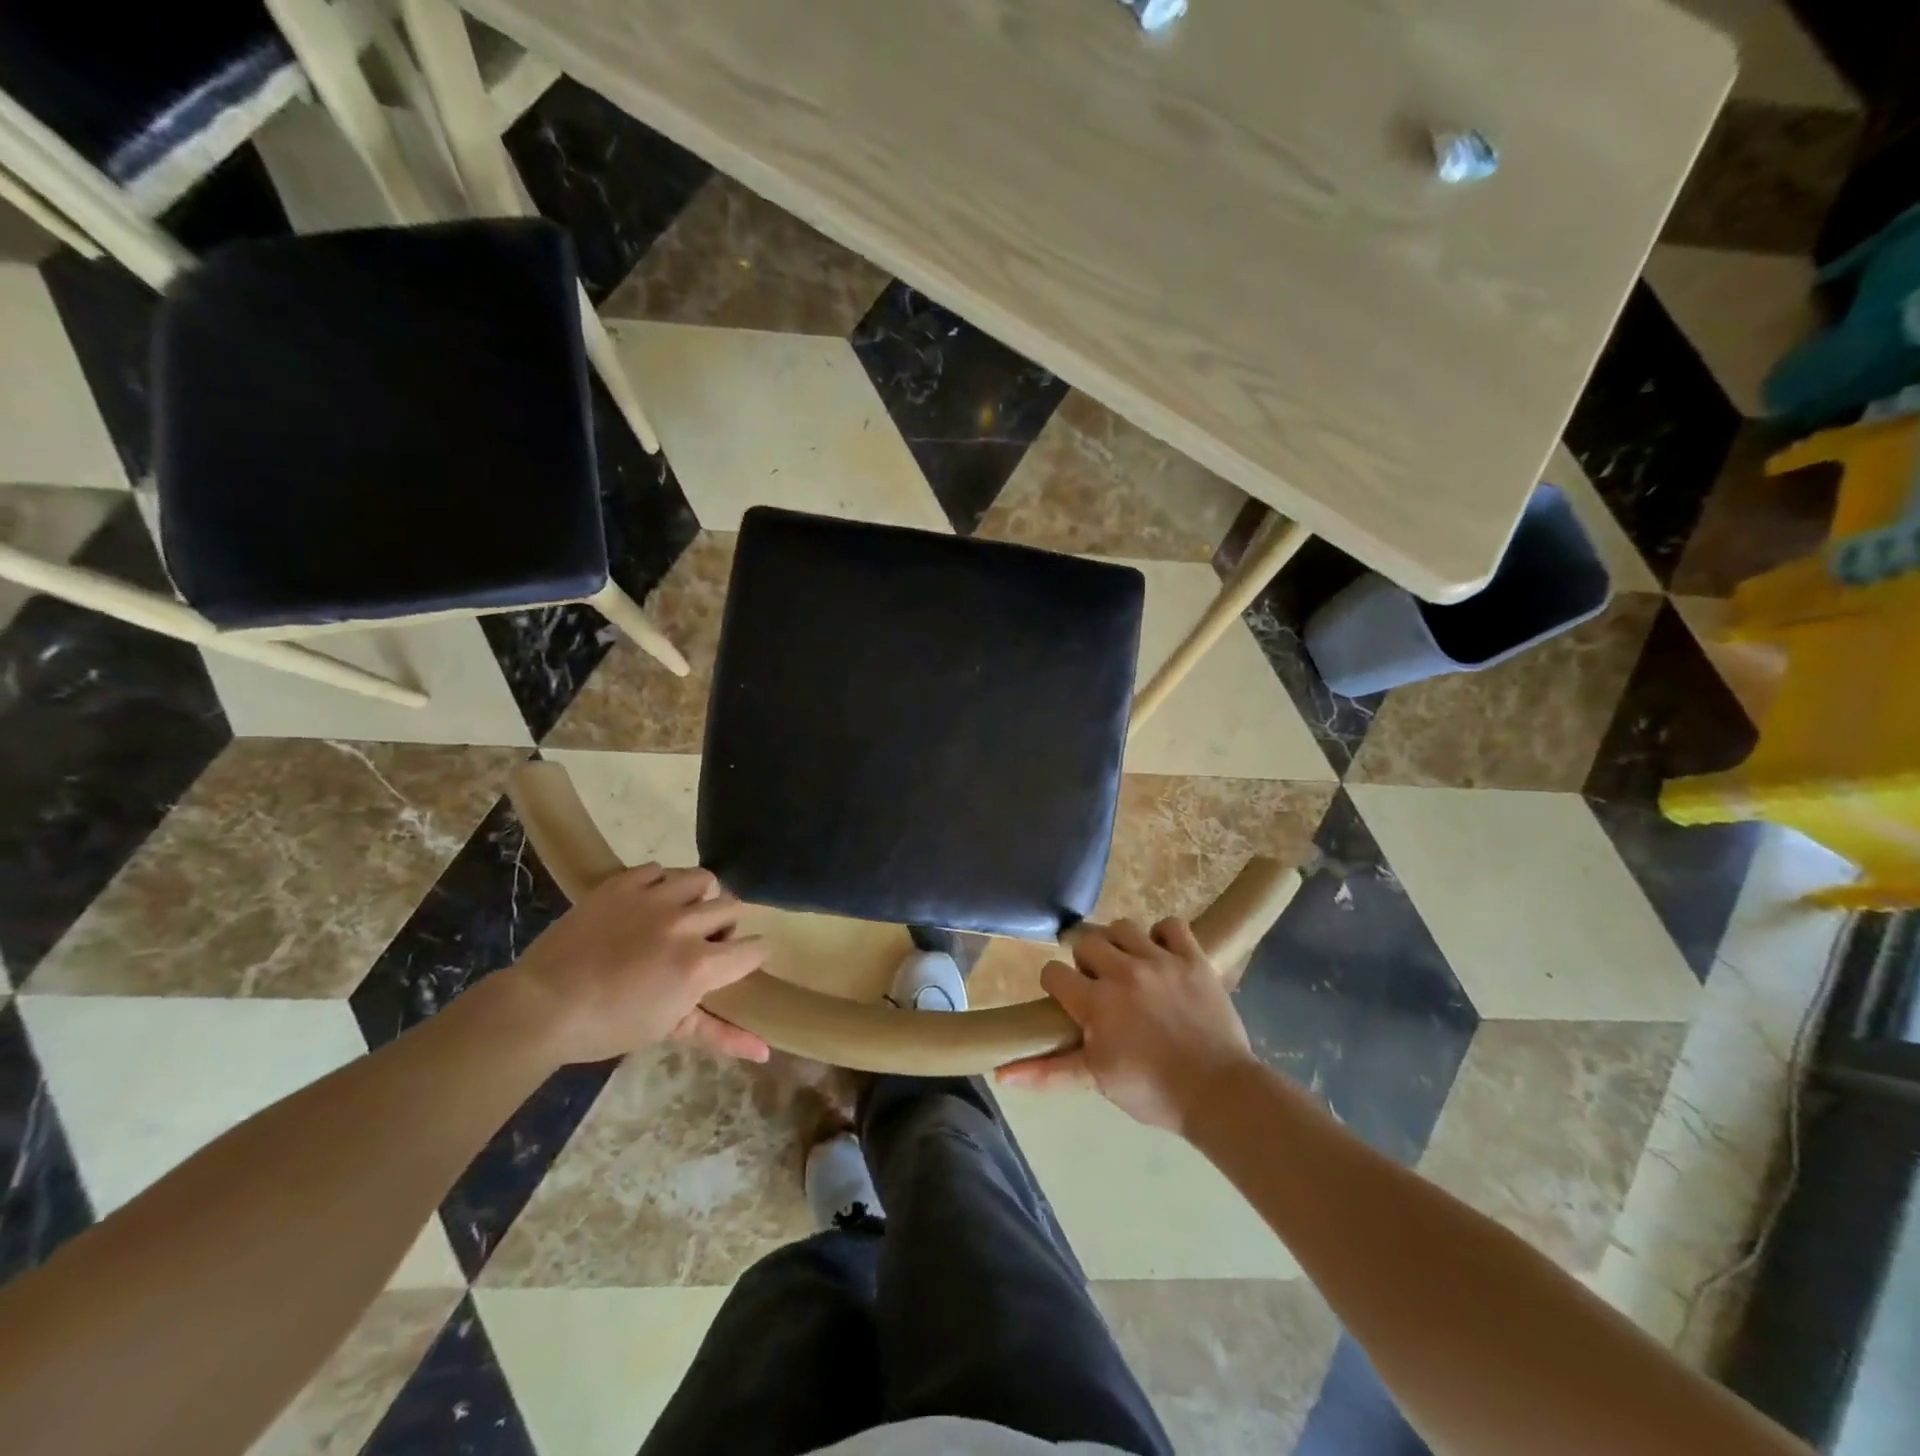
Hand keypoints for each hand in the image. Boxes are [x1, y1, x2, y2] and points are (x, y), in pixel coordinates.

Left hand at [504, 864, 769, 1064]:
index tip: (742, 961)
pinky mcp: (623, 883)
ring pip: (703, 879)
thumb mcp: (669, 1030)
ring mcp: (653, 898)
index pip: (754, 948)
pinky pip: (659, 869)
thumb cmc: (608, 1026)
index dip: (752, 955)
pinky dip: (661, 883)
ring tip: (683, 913)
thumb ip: (721, 1034)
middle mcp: (685, 924)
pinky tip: (648, 904)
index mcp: (700, 965)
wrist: (541, 1006)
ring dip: (701, 896)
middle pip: (734, 907)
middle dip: (728, 925)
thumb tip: (767, 1051)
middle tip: (706, 942)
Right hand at [997, 917, 1257, 1134]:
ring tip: (1128, 965)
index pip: (1054, 972)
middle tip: (1099, 984)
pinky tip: (1162, 954)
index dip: (1056, 984)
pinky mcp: (1193, 958)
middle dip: (1086, 961)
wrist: (1219, 1093)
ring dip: (1119, 943)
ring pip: (1123, 927)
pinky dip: (1163, 935)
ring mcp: (1160, 960)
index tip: (1067, 999)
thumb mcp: (1096, 1080)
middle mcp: (1123, 971)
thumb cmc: (1153, 1091)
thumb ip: (1049, 1071)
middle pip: (1086, 941)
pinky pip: (1171, 925)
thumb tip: (1000, 1074)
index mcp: (1095, 1002)